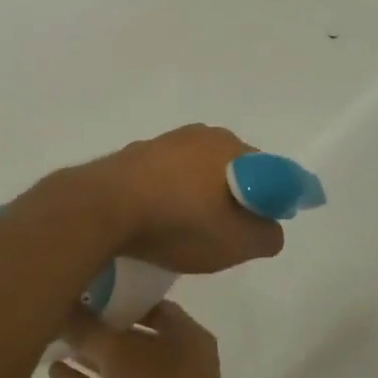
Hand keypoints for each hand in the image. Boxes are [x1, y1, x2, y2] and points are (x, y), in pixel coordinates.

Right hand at [49, 302, 247, 377]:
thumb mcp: (119, 354)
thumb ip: (89, 330)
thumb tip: (64, 307)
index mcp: (185, 334)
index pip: (151, 303)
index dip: (120, 293)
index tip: (86, 284)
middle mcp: (176, 360)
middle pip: (132, 335)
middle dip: (99, 325)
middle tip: (61, 308)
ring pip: (118, 368)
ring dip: (88, 355)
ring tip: (50, 336)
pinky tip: (54, 371)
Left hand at [83, 125, 284, 273]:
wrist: (102, 209)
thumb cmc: (180, 223)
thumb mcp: (239, 243)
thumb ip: (268, 235)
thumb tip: (268, 228)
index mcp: (233, 148)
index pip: (272, 172)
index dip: (275, 200)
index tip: (264, 226)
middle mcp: (202, 135)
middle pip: (234, 169)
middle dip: (237, 197)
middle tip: (229, 233)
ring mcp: (164, 142)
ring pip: (197, 172)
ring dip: (200, 196)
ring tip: (190, 230)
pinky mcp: (134, 155)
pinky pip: (166, 177)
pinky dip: (170, 196)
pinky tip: (160, 220)